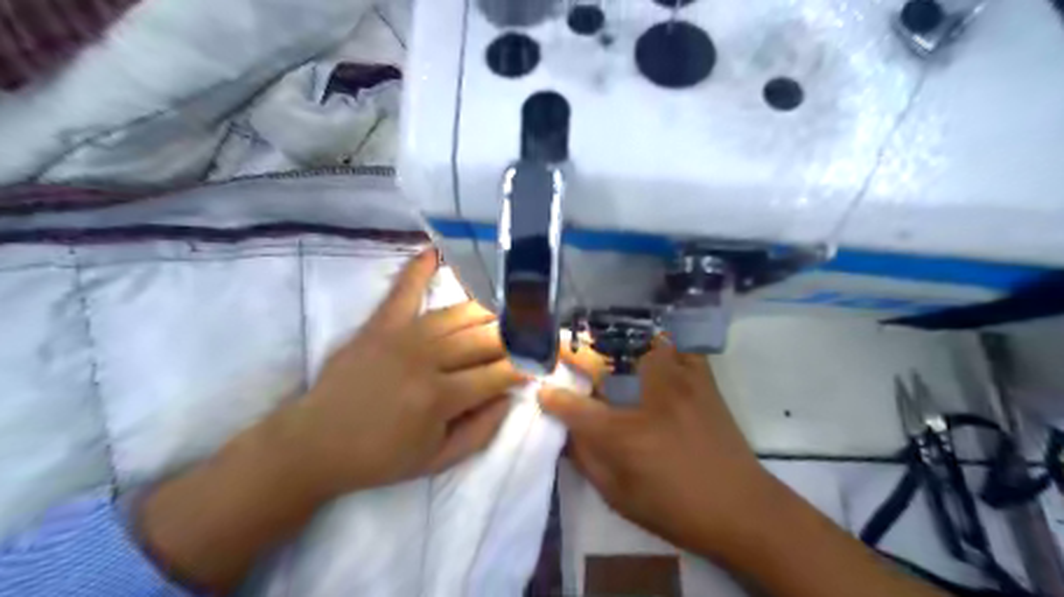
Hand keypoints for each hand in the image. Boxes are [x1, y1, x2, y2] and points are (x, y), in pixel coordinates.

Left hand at [280, 250, 524, 500]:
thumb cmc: (380, 457)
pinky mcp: (379, 324)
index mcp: (440, 397)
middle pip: (485, 337)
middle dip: (514, 337)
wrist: (314, 444)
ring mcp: (402, 335)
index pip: (499, 372)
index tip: (538, 363)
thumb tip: (510, 396)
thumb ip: (482, 430)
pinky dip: (420, 268)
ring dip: (488, 312)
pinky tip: (436, 250)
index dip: (524, 367)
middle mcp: (426, 358)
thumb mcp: (438, 460)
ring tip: (505, 313)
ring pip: (459, 312)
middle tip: (529, 337)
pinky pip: (403, 289)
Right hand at [543, 341, 778, 558]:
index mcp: (625, 434)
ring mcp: (678, 381)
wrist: (743, 508)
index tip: (541, 389)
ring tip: (600, 344)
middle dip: (574, 353)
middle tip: (562, 351)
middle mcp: (648, 397)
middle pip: (602, 360)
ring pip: (639, 341)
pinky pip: (677, 344)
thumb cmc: (675, 508)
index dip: (552, 397)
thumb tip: (566, 431)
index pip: (575, 407)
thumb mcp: (619, 496)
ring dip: (614, 340)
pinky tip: (649, 346)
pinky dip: (660, 340)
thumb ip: (586, 459)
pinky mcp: (702, 378)